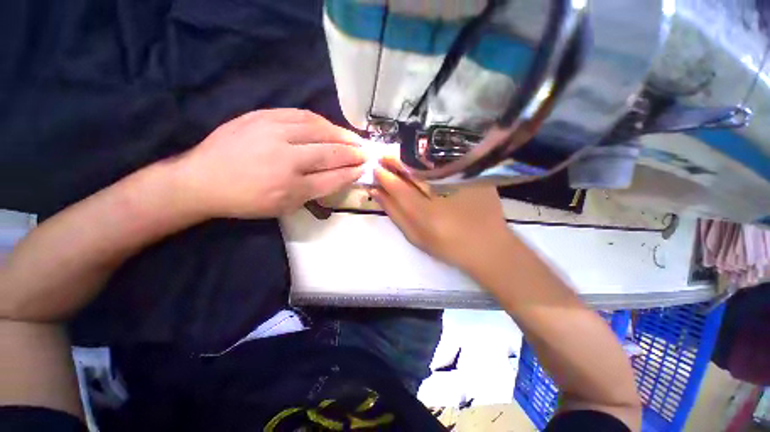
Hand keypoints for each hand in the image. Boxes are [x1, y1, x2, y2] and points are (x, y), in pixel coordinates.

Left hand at [176, 109, 364, 218]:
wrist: (202, 180)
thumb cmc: (247, 200)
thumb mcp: (284, 207)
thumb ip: (314, 192)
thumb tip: (339, 176)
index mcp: (291, 188)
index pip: (333, 178)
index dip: (352, 173)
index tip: (364, 168)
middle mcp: (286, 159)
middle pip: (330, 153)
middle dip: (353, 153)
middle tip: (365, 152)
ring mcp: (273, 133)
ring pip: (319, 130)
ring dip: (341, 134)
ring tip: (353, 138)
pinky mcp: (262, 116)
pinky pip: (300, 114)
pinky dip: (320, 121)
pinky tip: (329, 126)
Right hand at [371, 158, 511, 271]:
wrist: (488, 246)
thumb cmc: (448, 246)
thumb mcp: (416, 236)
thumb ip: (394, 213)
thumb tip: (376, 191)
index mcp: (426, 213)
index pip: (398, 186)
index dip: (384, 175)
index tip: (375, 168)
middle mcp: (442, 193)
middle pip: (412, 168)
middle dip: (394, 160)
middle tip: (384, 157)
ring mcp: (461, 180)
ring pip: (428, 161)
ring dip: (410, 157)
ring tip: (400, 158)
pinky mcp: (475, 174)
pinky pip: (446, 159)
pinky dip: (430, 157)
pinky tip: (423, 158)